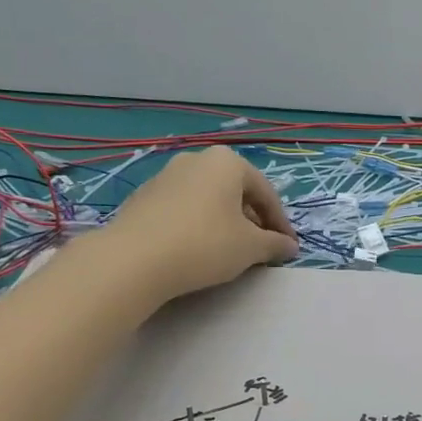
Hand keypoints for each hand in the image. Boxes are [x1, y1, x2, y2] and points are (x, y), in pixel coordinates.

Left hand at [96, 148, 298, 300]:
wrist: (132, 260)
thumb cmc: (205, 244)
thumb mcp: (251, 247)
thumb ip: (275, 244)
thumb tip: (289, 247)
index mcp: (227, 162)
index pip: (266, 193)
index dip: (281, 223)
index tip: (287, 248)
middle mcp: (196, 160)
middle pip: (236, 192)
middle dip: (252, 220)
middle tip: (261, 248)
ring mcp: (165, 176)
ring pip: (208, 199)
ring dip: (225, 222)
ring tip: (230, 251)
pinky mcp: (143, 197)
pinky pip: (183, 208)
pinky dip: (198, 225)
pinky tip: (198, 250)